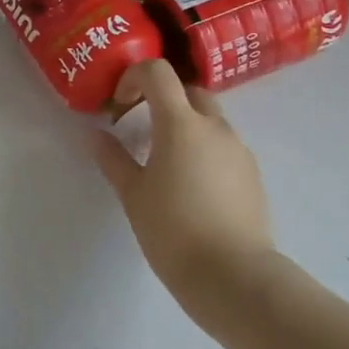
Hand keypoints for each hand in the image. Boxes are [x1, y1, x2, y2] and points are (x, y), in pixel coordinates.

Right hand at [93, 60, 295, 328]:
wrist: (233, 276)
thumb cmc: (172, 230)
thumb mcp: (133, 194)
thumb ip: (113, 159)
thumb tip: (95, 135)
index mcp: (181, 124)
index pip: (158, 73)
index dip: (133, 77)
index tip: (119, 106)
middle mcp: (215, 127)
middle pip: (188, 91)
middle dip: (161, 99)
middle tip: (140, 128)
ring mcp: (239, 150)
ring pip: (209, 120)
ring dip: (184, 126)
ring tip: (164, 162)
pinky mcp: (252, 174)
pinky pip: (223, 146)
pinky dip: (203, 150)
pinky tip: (189, 186)